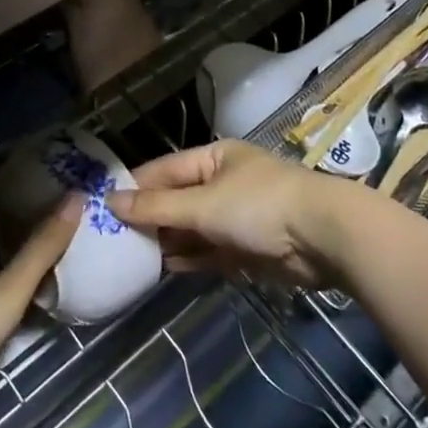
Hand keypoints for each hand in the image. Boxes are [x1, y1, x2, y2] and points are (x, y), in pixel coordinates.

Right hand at [105, 140, 341, 289]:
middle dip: (150, 217)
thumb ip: (158, 207)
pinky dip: (190, 258)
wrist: (324, 238)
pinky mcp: (248, 248)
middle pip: (178, 199)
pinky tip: (165, 269)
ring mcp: (237, 216)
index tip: (103, 205)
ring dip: (168, 241)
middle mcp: (223, 183)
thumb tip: (111, 202)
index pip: (165, 169)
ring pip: (193, 228)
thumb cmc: (259, 206)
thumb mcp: (203, 204)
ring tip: (131, 256)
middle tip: (113, 238)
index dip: (136, 186)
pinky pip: (210, 251)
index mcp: (214, 158)